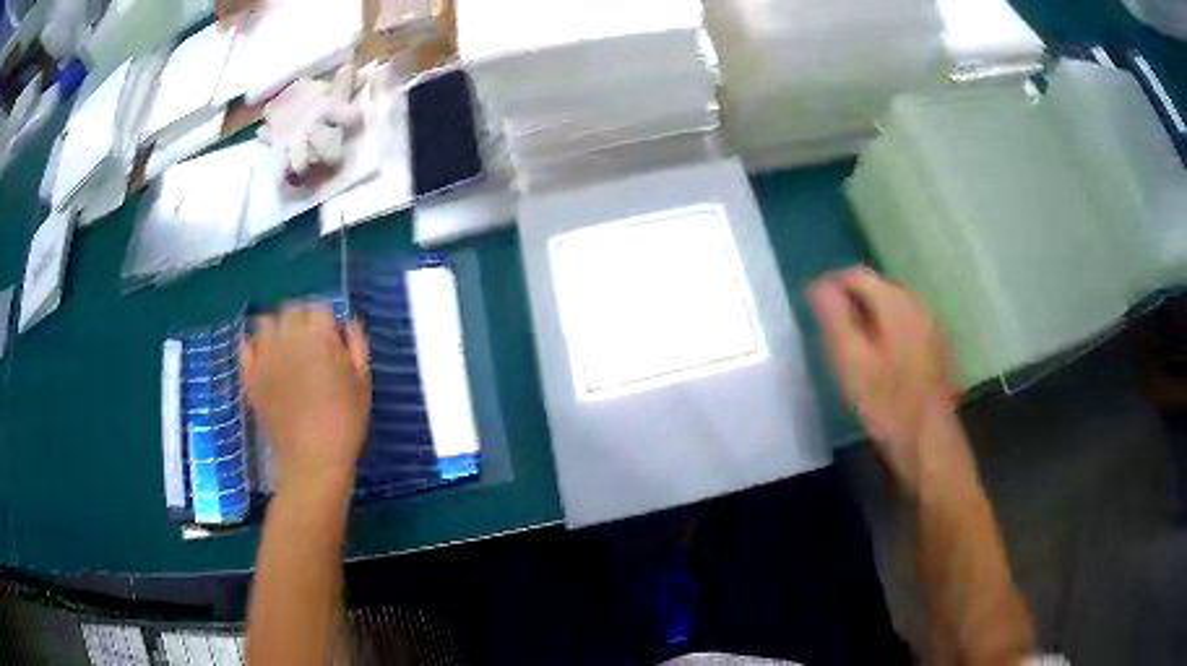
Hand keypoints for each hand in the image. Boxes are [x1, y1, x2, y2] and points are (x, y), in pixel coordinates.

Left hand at [242, 306, 370, 497]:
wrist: (312, 462)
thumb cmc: (345, 423)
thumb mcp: (363, 382)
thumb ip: (356, 345)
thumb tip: (348, 322)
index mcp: (319, 336)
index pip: (319, 308)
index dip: (327, 322)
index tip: (333, 341)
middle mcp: (288, 338)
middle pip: (291, 310)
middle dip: (301, 321)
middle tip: (311, 346)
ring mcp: (264, 356)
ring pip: (266, 323)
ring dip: (277, 329)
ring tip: (287, 351)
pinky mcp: (250, 376)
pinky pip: (246, 347)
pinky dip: (255, 347)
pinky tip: (267, 361)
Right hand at [807, 267, 958, 489]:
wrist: (928, 443)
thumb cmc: (887, 405)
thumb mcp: (852, 363)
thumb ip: (834, 319)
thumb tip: (817, 286)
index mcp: (898, 305)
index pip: (857, 275)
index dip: (831, 286)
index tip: (812, 309)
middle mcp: (918, 305)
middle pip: (877, 288)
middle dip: (850, 302)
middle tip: (829, 333)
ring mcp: (930, 325)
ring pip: (891, 306)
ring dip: (867, 317)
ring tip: (849, 348)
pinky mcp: (935, 345)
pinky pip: (904, 324)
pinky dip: (885, 330)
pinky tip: (877, 360)